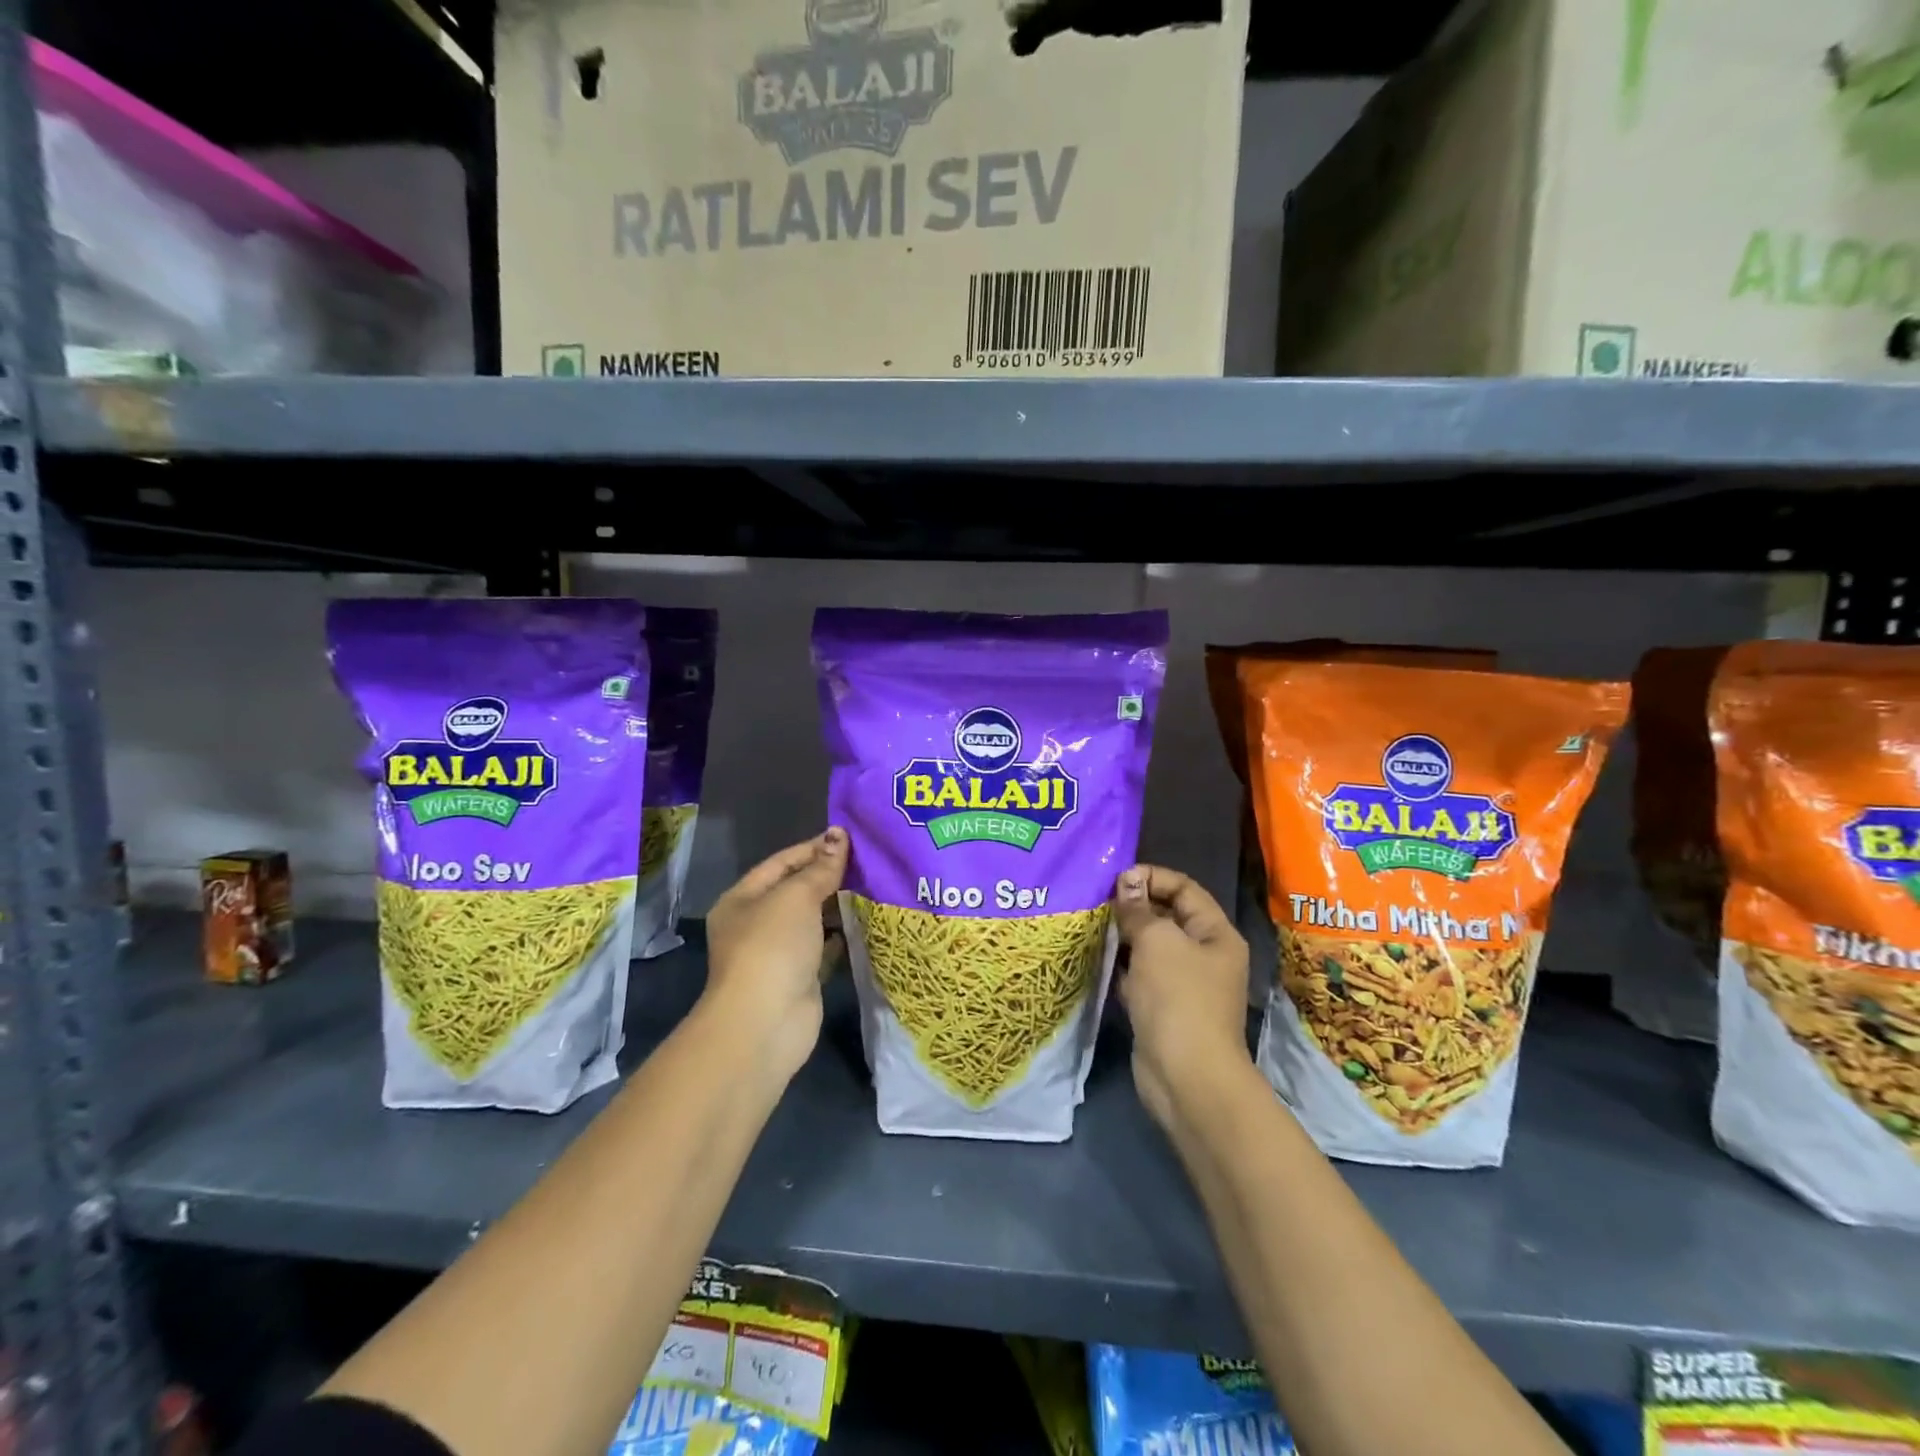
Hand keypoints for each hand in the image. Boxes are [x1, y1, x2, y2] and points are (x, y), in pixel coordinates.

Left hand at [703, 828, 847, 1084]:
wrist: (765, 1023)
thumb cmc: (772, 948)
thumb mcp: (796, 897)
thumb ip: (820, 868)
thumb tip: (838, 834)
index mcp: (742, 899)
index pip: (781, 863)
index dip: (814, 848)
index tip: (850, 838)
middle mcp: (756, 924)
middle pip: (797, 891)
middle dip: (830, 876)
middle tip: (870, 861)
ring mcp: (778, 954)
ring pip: (813, 920)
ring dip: (839, 906)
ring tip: (875, 886)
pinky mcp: (800, 978)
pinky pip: (824, 948)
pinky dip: (842, 936)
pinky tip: (867, 922)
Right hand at [1112, 865, 1252, 1132]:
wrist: (1186, 1076)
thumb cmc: (1178, 997)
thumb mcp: (1157, 941)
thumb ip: (1139, 909)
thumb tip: (1126, 882)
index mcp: (1215, 934)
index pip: (1184, 888)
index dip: (1152, 877)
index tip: (1116, 879)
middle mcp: (1204, 955)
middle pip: (1167, 916)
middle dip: (1134, 906)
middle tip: (1097, 901)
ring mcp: (1184, 984)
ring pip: (1150, 947)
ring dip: (1124, 936)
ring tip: (1092, 926)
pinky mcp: (1163, 1008)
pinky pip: (1140, 976)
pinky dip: (1121, 967)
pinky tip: (1098, 960)